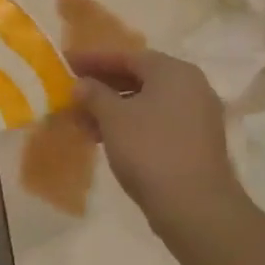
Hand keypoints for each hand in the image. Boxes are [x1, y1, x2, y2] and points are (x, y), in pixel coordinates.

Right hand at [70, 50, 234, 226]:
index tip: (66, 62)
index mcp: (173, 71)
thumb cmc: (150, 150)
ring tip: (83, 121)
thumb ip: (94, 94)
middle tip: (73, 92)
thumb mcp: (113, 118)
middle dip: (103, 86)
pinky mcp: (196, 143)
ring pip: (147, 103)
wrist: (195, 208)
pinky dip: (131, 125)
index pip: (126, 57)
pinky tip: (107, 139)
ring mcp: (197, 116)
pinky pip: (157, 122)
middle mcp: (191, 87)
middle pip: (138, 78)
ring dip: (114, 109)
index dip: (93, 59)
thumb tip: (81, 84)